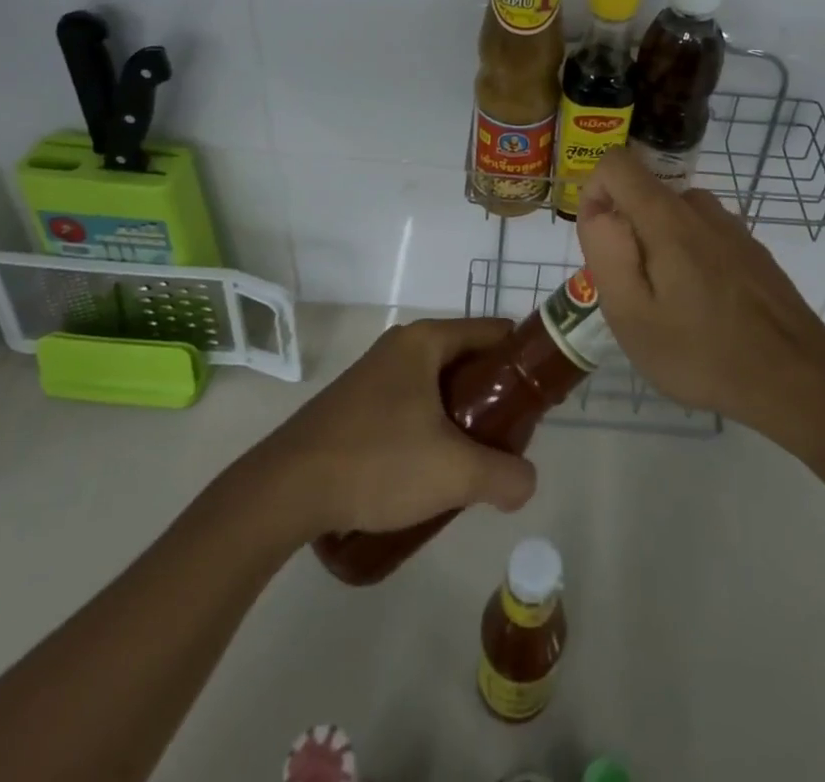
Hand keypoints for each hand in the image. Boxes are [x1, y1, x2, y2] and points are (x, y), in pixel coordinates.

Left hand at [253, 318, 536, 536]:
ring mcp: (373, 375)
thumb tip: (526, 483)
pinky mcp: (355, 405)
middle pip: (466, 361)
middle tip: (507, 440)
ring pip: (437, 387)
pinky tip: (427, 473)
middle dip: (492, 399)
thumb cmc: (376, 461)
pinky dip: (429, 429)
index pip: (493, 332)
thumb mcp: (453, 473)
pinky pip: (410, 406)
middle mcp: (400, 347)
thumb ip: (503, 476)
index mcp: (425, 341)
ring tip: (471, 463)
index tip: (539, 399)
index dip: (523, 361)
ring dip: (460, 420)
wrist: (285, 490)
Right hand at [575, 150, 824, 431]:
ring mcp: (731, 227)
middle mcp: (701, 208)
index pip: (616, 163)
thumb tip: (598, 210)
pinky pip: (703, 237)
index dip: (595, 193)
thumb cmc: (702, 352)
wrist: (795, 378)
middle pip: (645, 196)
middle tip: (639, 296)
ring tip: (672, 310)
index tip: (603, 245)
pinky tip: (705, 312)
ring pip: (673, 219)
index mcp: (666, 216)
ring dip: (659, 251)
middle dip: (628, 235)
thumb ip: (607, 252)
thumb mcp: (632, 315)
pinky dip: (689, 261)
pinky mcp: (751, 249)